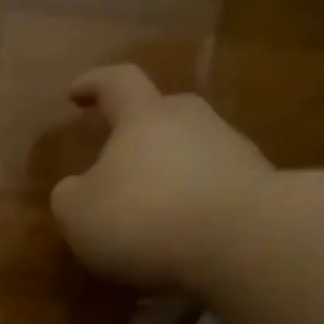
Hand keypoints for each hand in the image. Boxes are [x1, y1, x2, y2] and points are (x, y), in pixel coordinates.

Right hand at [51, 65, 272, 290]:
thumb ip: (69, 196)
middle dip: (137, 132)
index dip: (95, 84)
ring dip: (166, 173)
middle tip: (116, 158)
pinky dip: (189, 205)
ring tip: (146, 211)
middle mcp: (191, 121)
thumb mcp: (78, 214)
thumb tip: (75, 188)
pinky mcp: (254, 186)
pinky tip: (176, 236)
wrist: (239, 240)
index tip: (76, 91)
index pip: (118, 82)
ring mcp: (230, 150)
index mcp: (144, 117)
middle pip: (162, 114)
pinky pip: (209, 188)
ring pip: (188, 151)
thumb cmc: (142, 217)